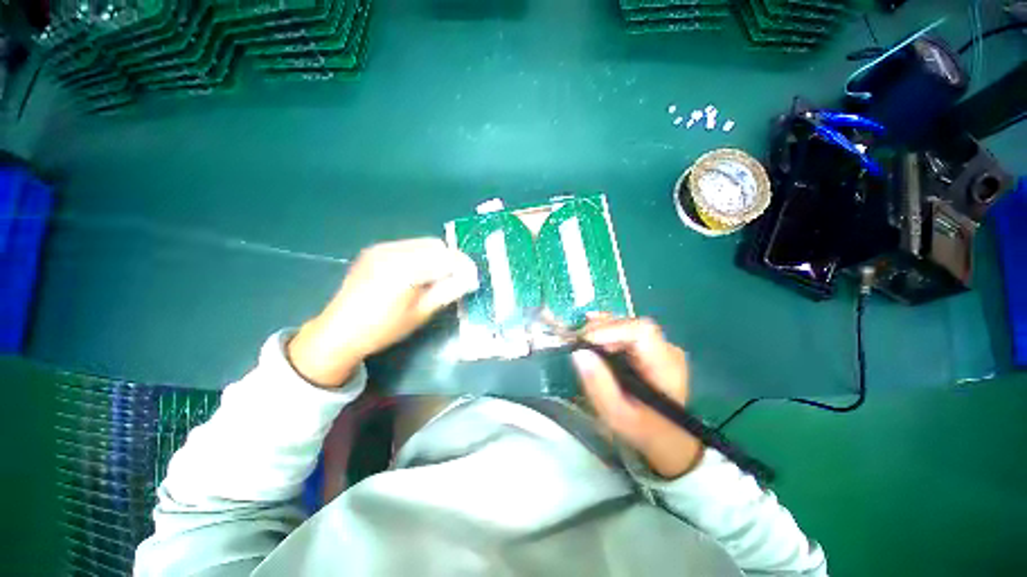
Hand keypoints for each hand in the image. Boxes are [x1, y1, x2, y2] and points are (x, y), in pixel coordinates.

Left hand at [288, 238, 478, 387]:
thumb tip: (469, 279)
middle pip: (435, 245)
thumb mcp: (421, 313)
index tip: (473, 277)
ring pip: (423, 243)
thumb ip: (447, 291)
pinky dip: (421, 256)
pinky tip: (418, 273)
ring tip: (437, 277)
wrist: (339, 331)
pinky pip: (408, 246)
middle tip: (456, 278)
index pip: (445, 258)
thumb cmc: (383, 328)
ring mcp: (381, 248)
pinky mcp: (375, 250)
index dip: (463, 265)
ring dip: (437, 257)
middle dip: (451, 259)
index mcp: (404, 269)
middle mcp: (392, 251)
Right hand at [571, 316, 702, 478]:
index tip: (584, 341)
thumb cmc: (644, 430)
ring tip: (581, 339)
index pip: (641, 332)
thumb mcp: (617, 415)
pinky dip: (607, 330)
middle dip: (601, 329)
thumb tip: (578, 352)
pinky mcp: (652, 348)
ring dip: (602, 328)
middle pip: (632, 325)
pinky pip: (628, 331)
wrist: (669, 440)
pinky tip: (592, 333)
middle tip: (577, 341)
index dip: (610, 330)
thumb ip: (598, 384)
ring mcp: (661, 347)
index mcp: (665, 367)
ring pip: (629, 325)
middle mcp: (668, 350)